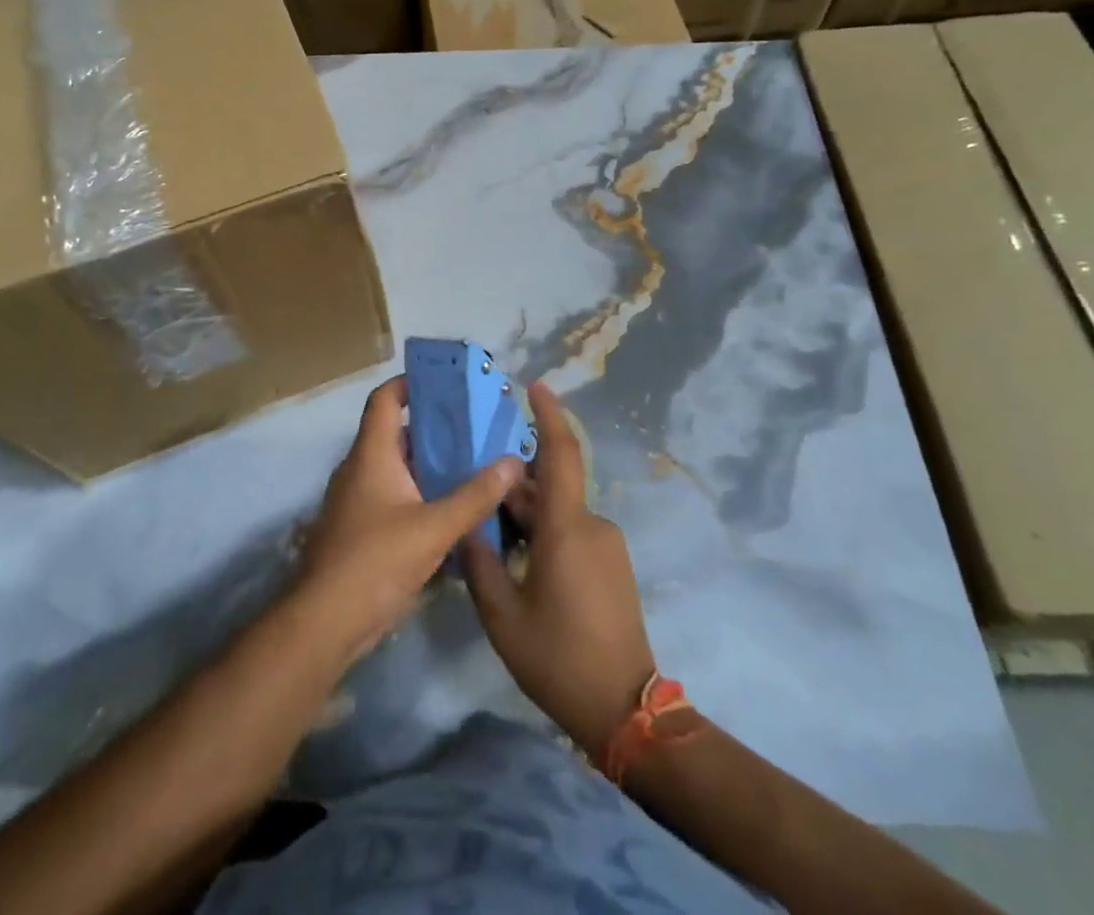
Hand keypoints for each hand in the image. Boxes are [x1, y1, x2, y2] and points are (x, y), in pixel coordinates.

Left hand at [298, 375, 523, 664]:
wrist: (325, 622)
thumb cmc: (375, 560)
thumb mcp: (434, 527)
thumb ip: (475, 495)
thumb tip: (514, 461)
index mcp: (371, 454)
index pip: (385, 399)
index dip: (411, 383)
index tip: (447, 384)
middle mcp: (360, 469)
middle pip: (397, 433)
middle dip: (435, 429)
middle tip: (477, 429)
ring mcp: (357, 501)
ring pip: (398, 469)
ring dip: (431, 465)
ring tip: (474, 466)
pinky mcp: (360, 530)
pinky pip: (394, 498)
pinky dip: (421, 495)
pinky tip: (453, 512)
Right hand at [463, 381, 654, 760]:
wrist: (624, 708)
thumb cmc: (558, 657)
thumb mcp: (502, 615)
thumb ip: (479, 563)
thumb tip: (468, 527)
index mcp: (566, 527)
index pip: (560, 453)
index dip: (549, 414)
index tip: (535, 385)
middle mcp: (592, 524)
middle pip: (548, 487)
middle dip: (514, 485)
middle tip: (476, 490)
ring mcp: (607, 544)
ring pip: (559, 512)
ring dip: (528, 514)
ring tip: (491, 533)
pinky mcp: (612, 564)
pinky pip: (573, 531)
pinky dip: (545, 532)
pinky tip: (520, 560)